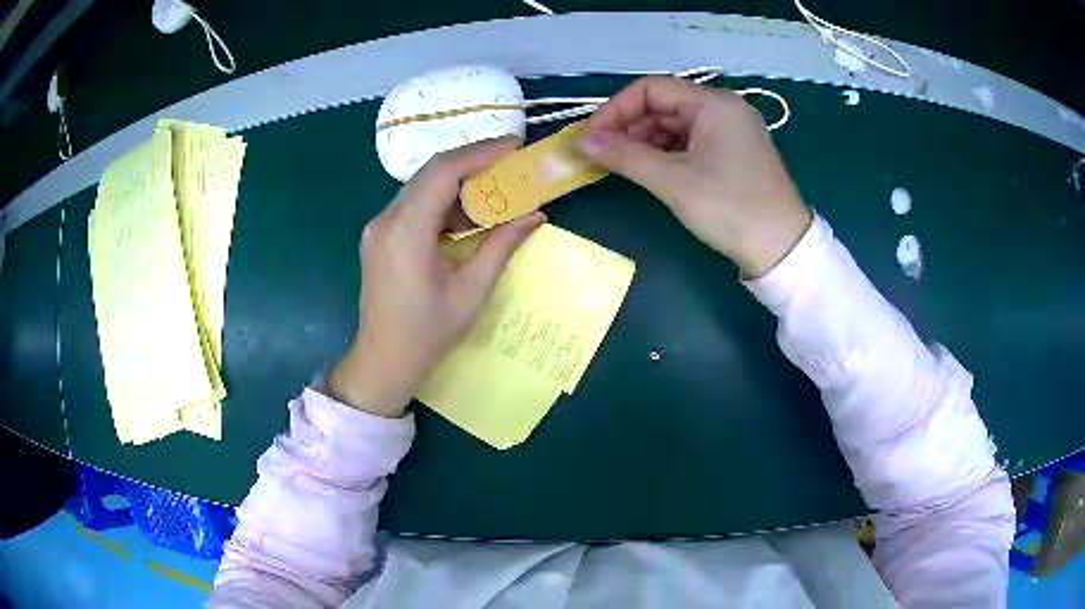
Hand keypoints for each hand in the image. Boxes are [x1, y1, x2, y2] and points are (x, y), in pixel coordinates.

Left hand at [330, 138, 544, 416]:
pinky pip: (414, 204)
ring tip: (496, 188)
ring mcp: (379, 227)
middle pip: (431, 172)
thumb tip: (536, 216)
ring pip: (422, 186)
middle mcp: (386, 220)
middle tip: (511, 163)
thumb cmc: (427, 335)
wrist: (382, 362)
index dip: (480, 153)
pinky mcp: (380, 235)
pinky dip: (443, 201)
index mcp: (406, 232)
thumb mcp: (471, 292)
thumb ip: (501, 247)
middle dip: (473, 162)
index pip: (443, 172)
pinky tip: (468, 214)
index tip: (514, 147)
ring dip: (459, 182)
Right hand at [579, 76, 811, 277]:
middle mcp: (723, 108)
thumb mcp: (674, 181)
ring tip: (620, 164)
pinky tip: (648, 169)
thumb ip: (625, 156)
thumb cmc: (730, 208)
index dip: (616, 109)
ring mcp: (730, 130)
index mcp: (713, 103)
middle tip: (601, 155)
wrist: (782, 249)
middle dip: (629, 127)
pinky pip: (689, 141)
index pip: (651, 89)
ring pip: (674, 125)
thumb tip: (581, 141)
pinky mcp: (732, 151)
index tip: (591, 137)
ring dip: (644, 141)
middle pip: (663, 105)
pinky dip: (665, 153)